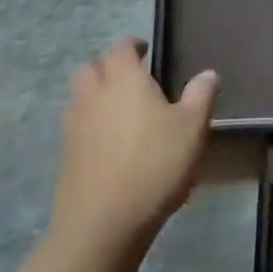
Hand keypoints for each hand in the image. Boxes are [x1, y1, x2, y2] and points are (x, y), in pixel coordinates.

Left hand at [51, 38, 217, 256]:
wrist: (102, 225)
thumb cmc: (153, 165)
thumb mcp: (192, 128)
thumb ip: (200, 96)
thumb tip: (207, 74)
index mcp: (123, 79)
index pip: (120, 47)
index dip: (133, 45)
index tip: (148, 51)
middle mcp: (92, 95)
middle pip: (90, 68)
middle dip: (108, 68)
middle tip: (132, 81)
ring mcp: (73, 128)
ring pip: (79, 99)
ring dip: (96, 97)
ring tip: (122, 114)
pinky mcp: (65, 158)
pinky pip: (77, 129)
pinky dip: (90, 128)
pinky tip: (112, 147)